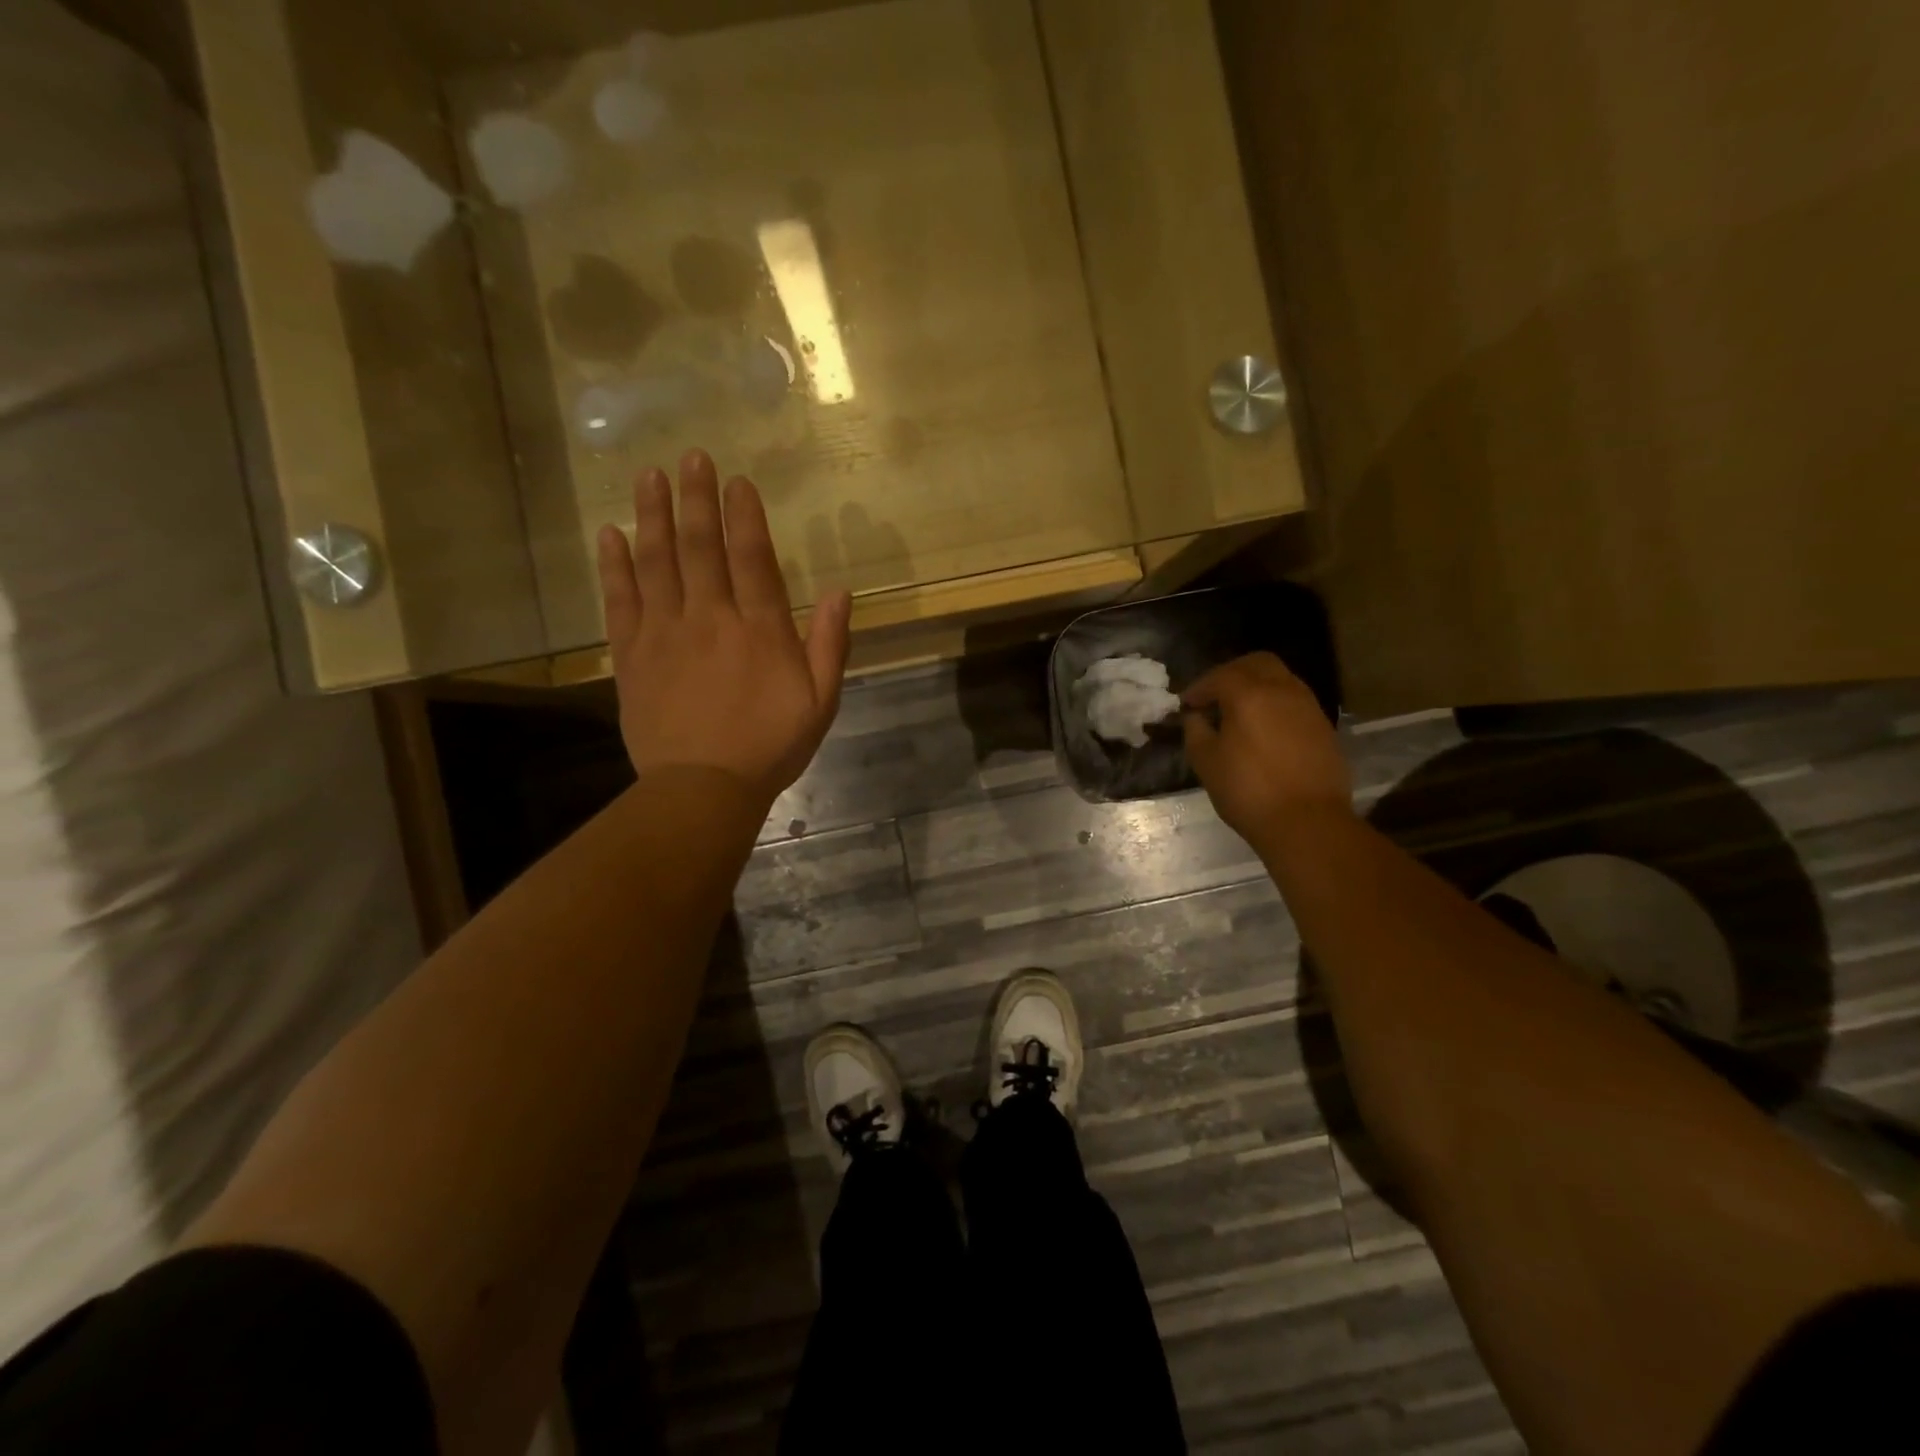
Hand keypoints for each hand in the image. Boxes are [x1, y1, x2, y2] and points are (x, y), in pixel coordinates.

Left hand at [596, 450, 851, 807]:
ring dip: (652, 515)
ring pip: (656, 561)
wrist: (703, 787)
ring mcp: (665, 633)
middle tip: (690, 457)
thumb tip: (840, 592)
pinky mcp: (632, 654)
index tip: (736, 480)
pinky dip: (614, 564)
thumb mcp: (820, 702)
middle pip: (699, 547)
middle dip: (695, 498)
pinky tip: (609, 534)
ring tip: (648, 476)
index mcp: (759, 629)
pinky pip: (620, 599)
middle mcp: (710, 618)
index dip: (744, 515)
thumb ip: (830, 645)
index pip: (752, 557)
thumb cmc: (770, 746)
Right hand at [1183, 653, 1352, 848]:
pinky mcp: (1324, 727)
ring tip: (1239, 712)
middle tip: (1214, 695)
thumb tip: (1196, 717)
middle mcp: (1282, 690)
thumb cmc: (1248, 791)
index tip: (1186, 704)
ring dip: (1257, 686)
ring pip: (1281, 679)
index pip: (1219, 676)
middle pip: (1257, 663)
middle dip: (1232, 673)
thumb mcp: (1206, 762)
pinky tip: (1264, 730)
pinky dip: (1275, 705)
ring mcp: (1308, 707)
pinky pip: (1295, 702)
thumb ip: (1196, 731)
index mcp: (1249, 694)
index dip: (1199, 688)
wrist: (1308, 822)